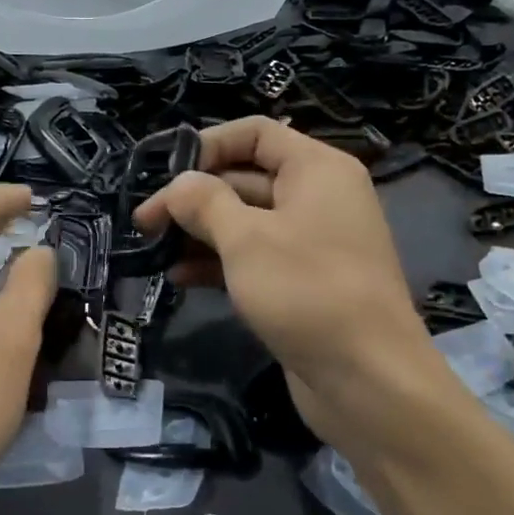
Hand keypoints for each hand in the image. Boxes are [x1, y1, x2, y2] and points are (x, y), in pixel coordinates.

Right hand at [134, 117, 452, 450]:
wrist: (368, 381)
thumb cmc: (307, 291)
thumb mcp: (246, 239)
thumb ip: (205, 202)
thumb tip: (179, 184)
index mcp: (317, 169)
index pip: (256, 133)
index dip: (208, 144)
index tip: (164, 172)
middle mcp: (318, 198)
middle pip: (245, 177)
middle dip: (194, 196)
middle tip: (144, 220)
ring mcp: (311, 243)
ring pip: (246, 222)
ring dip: (200, 232)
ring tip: (152, 249)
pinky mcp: (302, 283)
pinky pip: (254, 258)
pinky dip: (219, 263)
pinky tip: (179, 278)